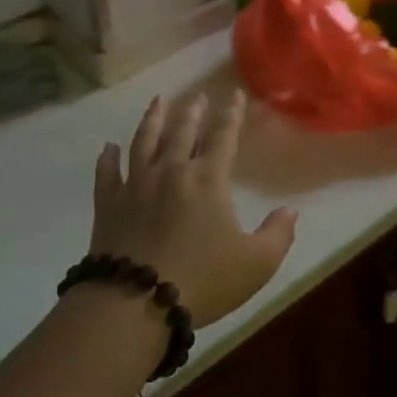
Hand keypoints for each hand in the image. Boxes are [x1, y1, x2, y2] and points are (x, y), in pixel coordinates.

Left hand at [90, 92, 297, 328]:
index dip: (231, 115)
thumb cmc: (203, 280)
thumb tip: (290, 211)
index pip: (223, 137)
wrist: (136, 302)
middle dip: (192, 111)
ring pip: (143, 142)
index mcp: (207, 179)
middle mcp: (170, 171)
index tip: (235, 95)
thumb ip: (277, 235)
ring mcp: (135, 185)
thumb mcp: (256, 264)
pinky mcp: (108, 205)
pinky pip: (106, 174)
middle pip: (181, 132)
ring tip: (157, 102)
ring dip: (151, 120)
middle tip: (197, 95)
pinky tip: (108, 148)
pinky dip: (107, 158)